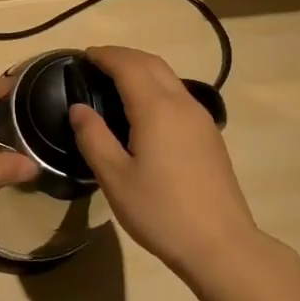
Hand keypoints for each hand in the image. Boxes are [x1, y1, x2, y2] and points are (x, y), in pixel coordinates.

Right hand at [69, 45, 259, 271]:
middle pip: (152, 63)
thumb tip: (78, 108)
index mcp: (156, 108)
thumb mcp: (115, 178)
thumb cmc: (161, 212)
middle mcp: (182, 103)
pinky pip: (179, 95)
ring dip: (142, 69)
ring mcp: (201, 118)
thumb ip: (93, 137)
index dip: (105, 55)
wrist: (221, 245)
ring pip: (169, 77)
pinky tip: (145, 109)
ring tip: (116, 82)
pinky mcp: (210, 135)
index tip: (84, 56)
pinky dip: (157, 86)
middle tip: (97, 63)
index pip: (128, 65)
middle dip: (123, 56)